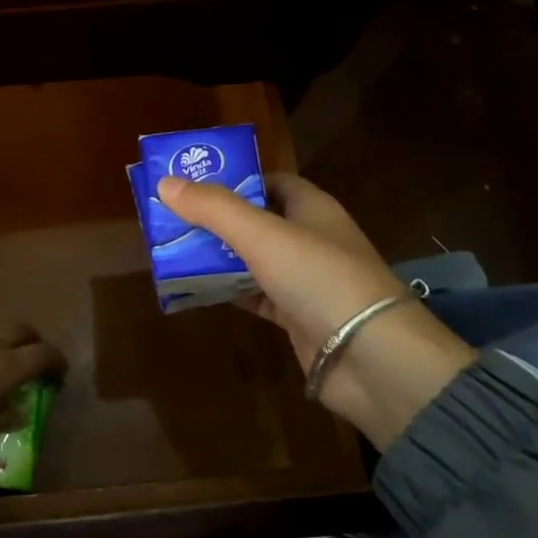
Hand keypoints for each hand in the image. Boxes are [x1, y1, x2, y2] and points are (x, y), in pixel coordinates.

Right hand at [157, 173, 475, 447]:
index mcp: (311, 208)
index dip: (234, 179)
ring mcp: (304, 280)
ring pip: (251, 259)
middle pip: (255, 220)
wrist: (372, 358)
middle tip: (169, 219)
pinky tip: (194, 289)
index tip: (192, 183)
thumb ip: (214, 209)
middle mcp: (309, 239)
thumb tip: (165, 183)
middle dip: (215, 220)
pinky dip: (228, 290)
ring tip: (170, 251)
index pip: (270, 181)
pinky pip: (254, 295)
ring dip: (217, 256)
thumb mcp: (262, 235)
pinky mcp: (296, 316)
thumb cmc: (320, 278)